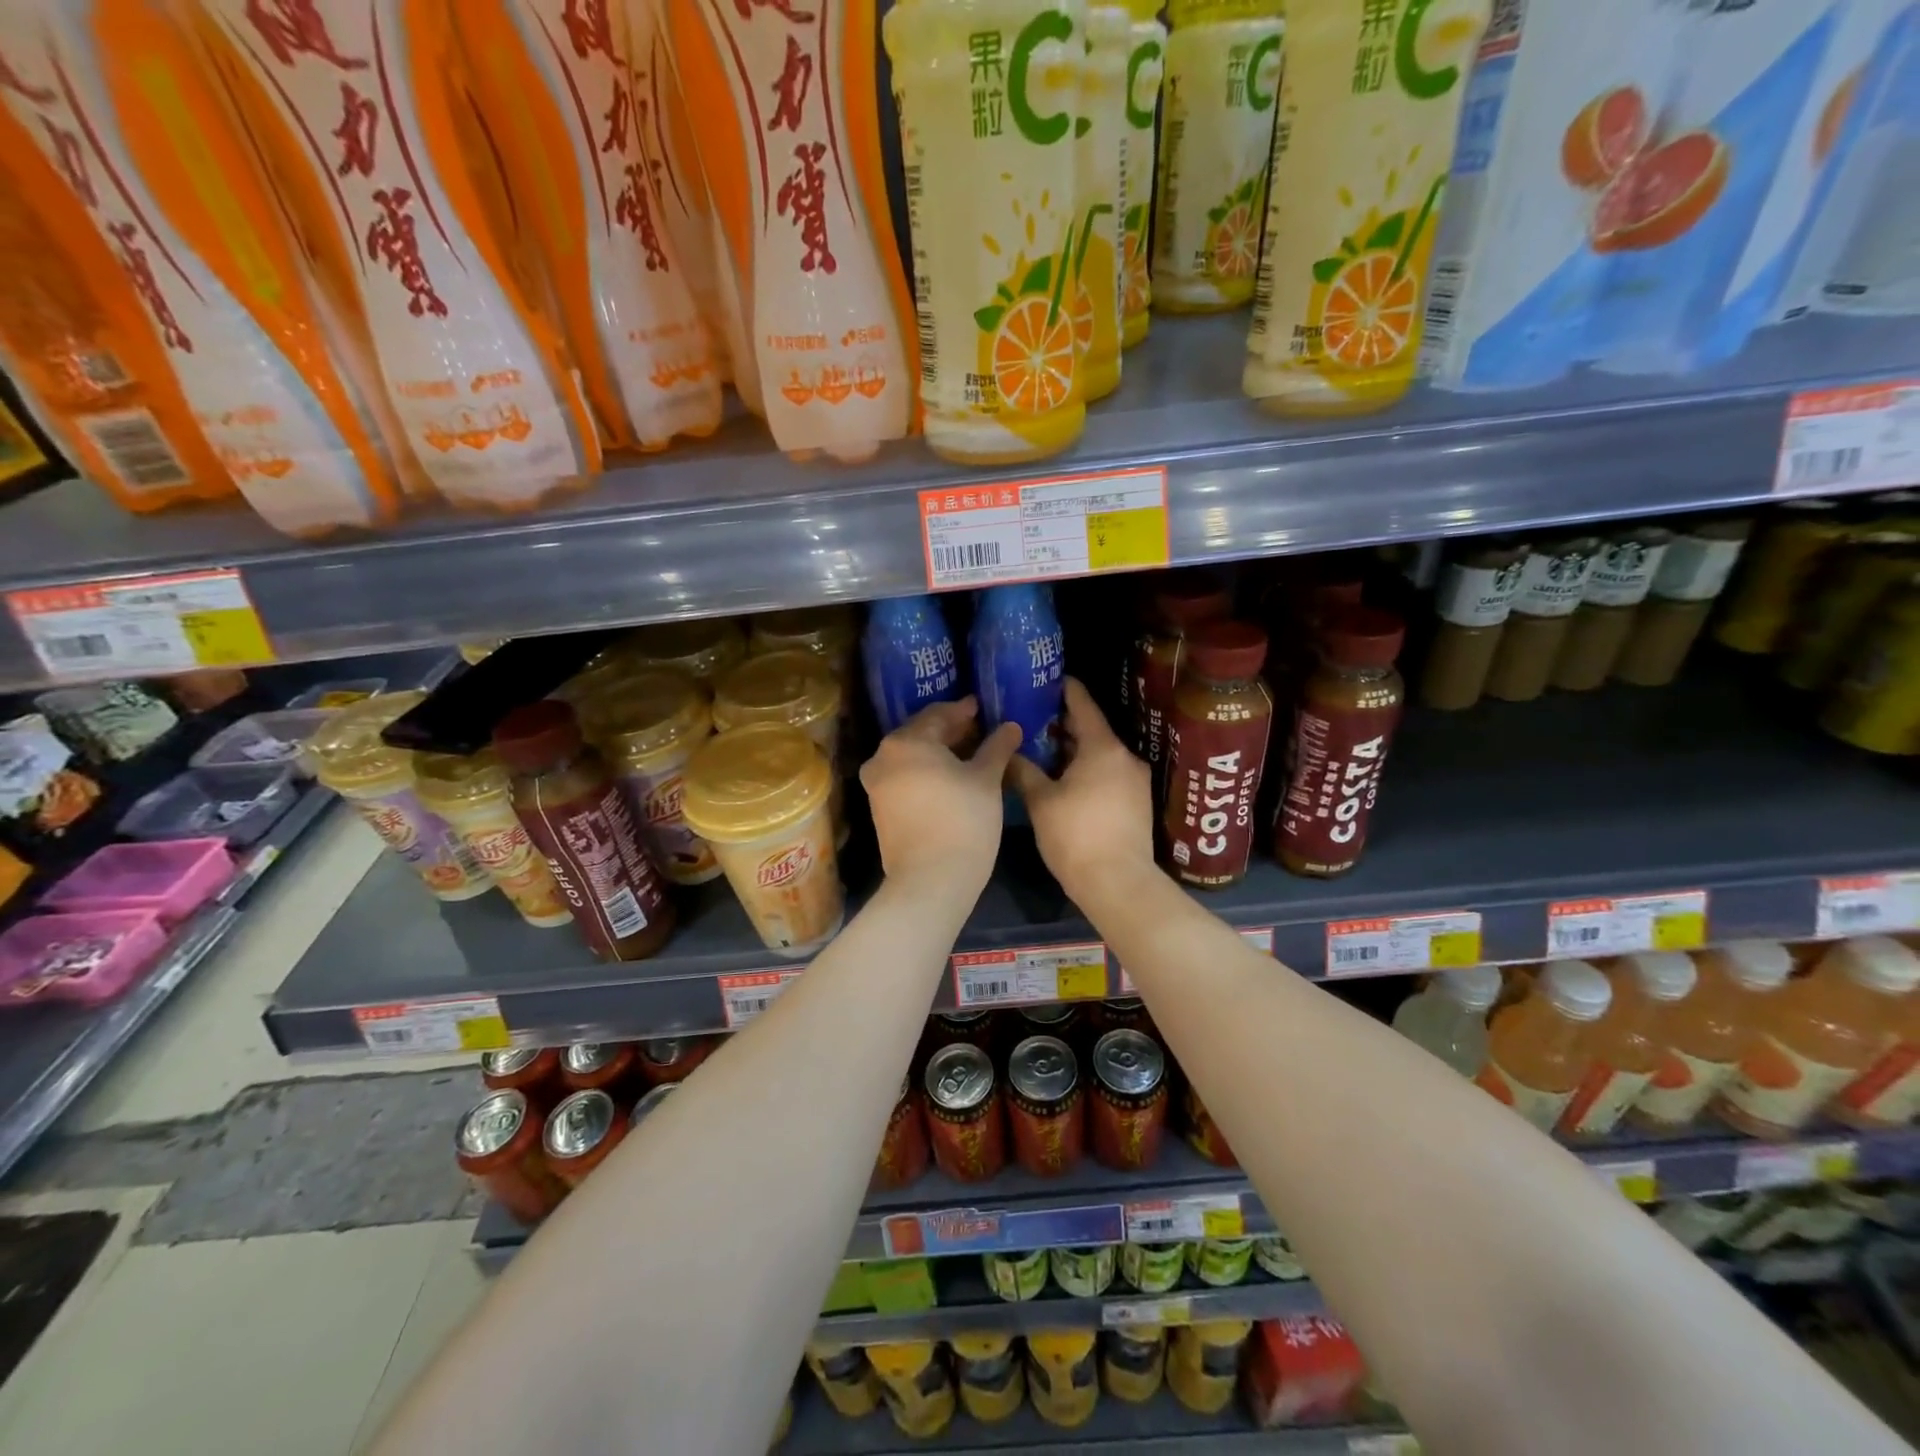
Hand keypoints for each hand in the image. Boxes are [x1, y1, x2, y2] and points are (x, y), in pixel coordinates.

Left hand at [861, 697, 1021, 892]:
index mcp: (906, 741)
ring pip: (912, 758)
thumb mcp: (987, 779)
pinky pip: (906, 778)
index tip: (982, 707)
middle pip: (921, 735)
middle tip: (979, 730)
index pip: (938, 714)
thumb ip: (997, 747)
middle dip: (950, 731)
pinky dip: (926, 773)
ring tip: (969, 755)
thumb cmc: (963, 820)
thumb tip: (1011, 726)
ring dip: (939, 754)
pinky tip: (951, 779)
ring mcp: (877, 785)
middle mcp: (882, 757)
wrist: (931, 880)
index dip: (963, 710)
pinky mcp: (879, 809)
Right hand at [1008, 678, 1154, 898]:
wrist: (1118, 883)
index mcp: (1103, 748)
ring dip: (1075, 750)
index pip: (1083, 705)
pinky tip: (1065, 780)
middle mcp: (1125, 757)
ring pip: (1101, 754)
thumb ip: (1024, 770)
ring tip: (1044, 750)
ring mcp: (1135, 781)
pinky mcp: (1137, 803)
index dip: (1066, 689)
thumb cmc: (1076, 835)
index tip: (1049, 679)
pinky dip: (1088, 769)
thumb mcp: (1041, 801)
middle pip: (1093, 730)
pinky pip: (1109, 773)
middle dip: (1065, 724)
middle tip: (1034, 718)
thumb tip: (1008, 753)